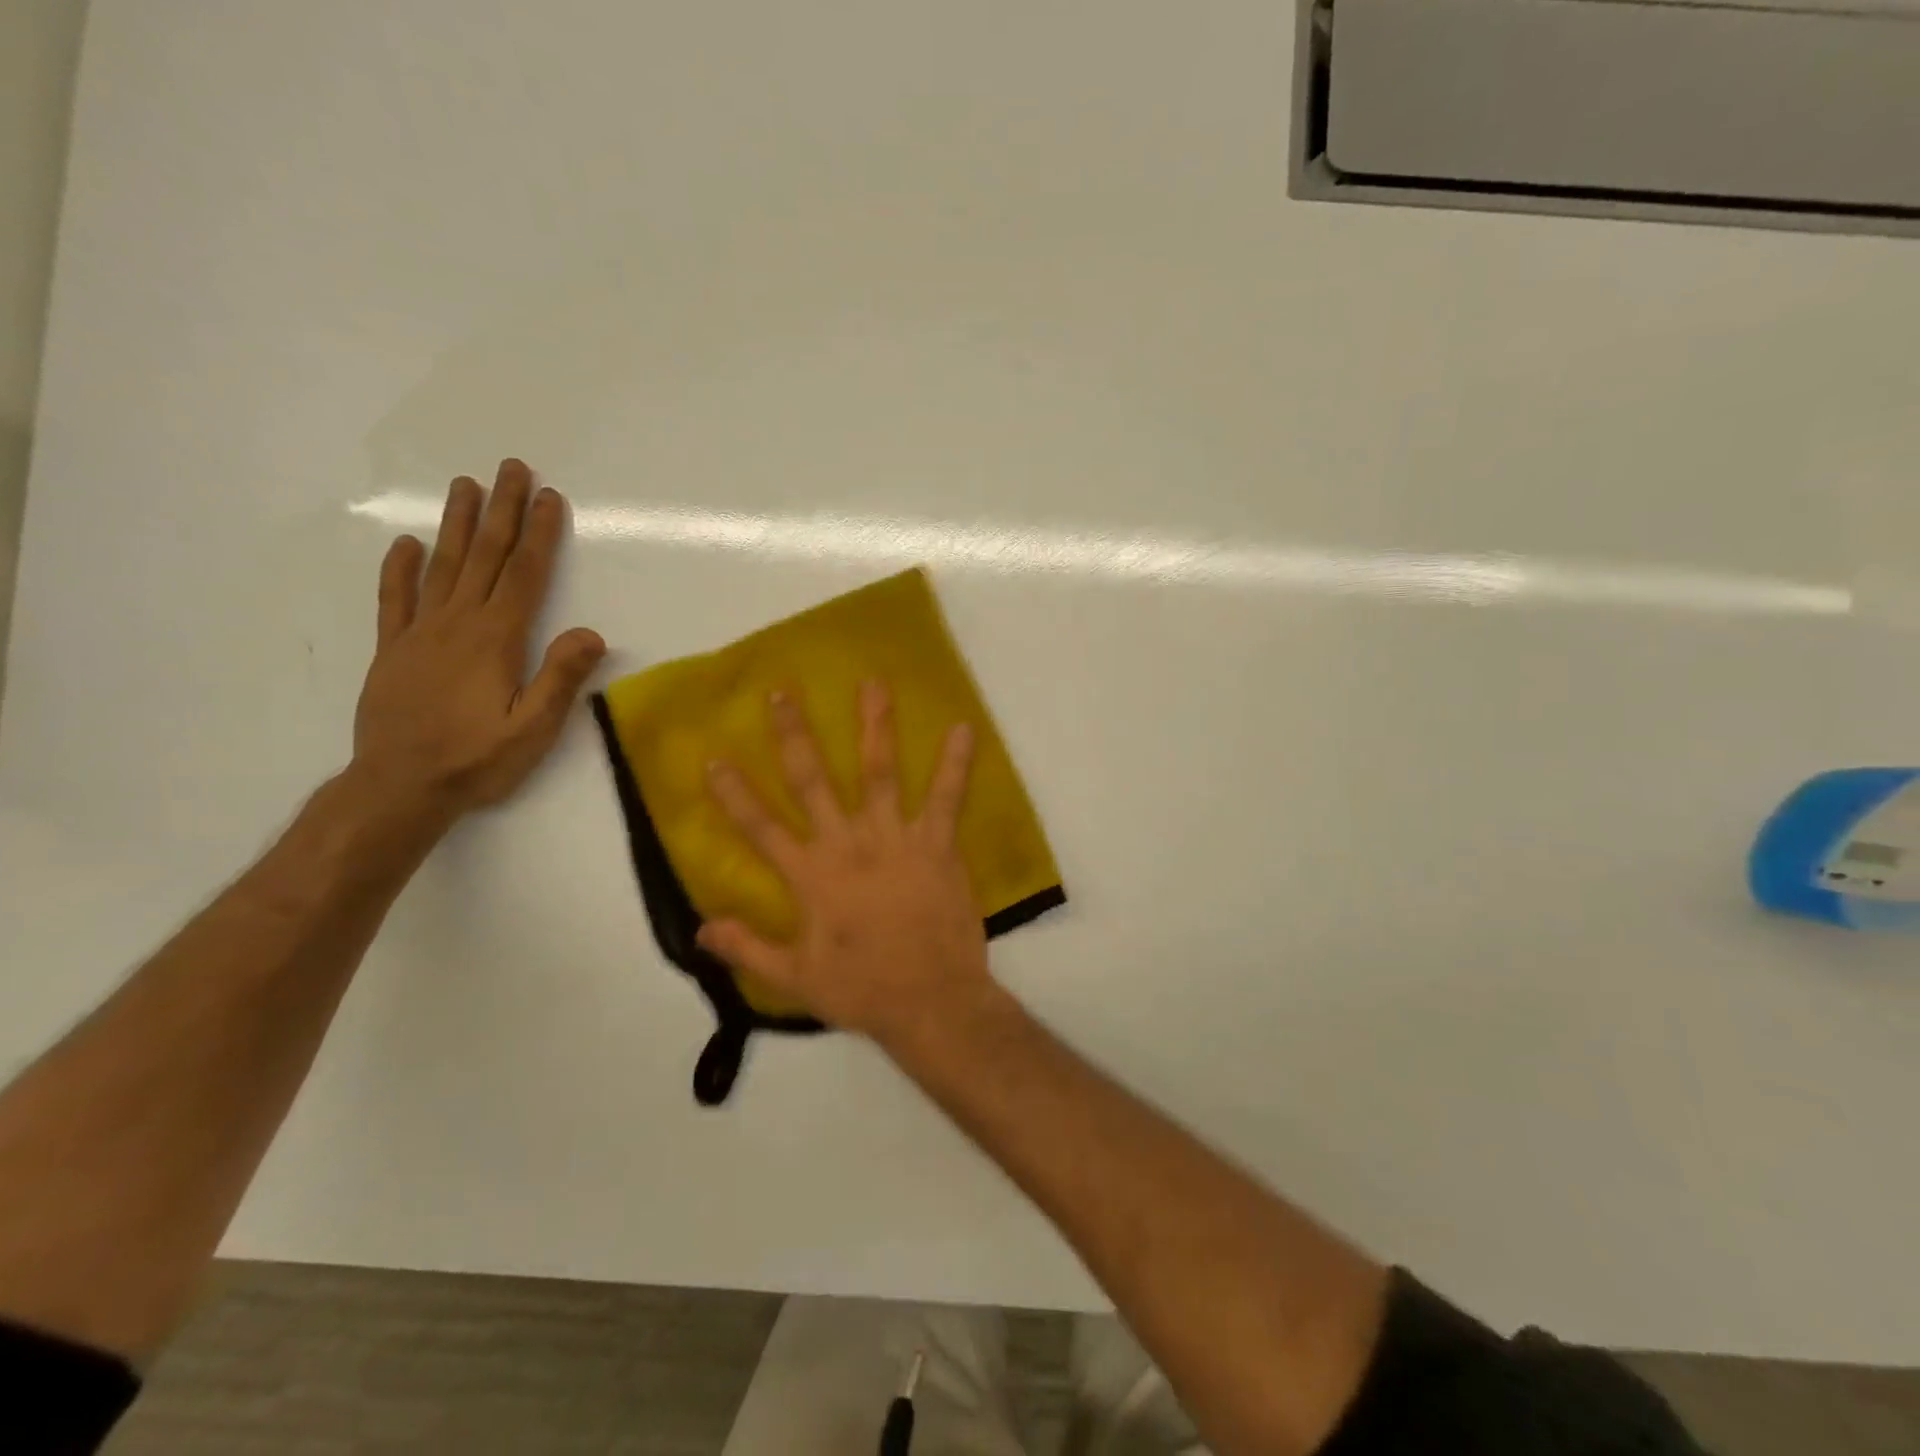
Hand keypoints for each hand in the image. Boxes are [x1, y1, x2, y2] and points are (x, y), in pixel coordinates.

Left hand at [350, 460, 605, 820]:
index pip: (523, 575)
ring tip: (464, 485)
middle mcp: (457, 624)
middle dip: (500, 511)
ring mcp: (419, 634)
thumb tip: (591, 632)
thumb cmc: (477, 759)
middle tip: (509, 467)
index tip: (548, 497)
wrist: (400, 787)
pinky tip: (405, 544)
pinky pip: (394, 600)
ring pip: (441, 567)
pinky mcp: (392, 651)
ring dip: (456, 524)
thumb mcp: (534, 728)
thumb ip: (561, 678)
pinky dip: (399, 569)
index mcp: (496, 639)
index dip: (539, 534)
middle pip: (483, 556)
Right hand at [698, 682, 991, 1044]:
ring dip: (875, 727)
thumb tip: (700, 927)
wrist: (932, 1001)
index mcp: (811, 877)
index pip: (761, 828)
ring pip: (880, 773)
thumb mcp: (795, 979)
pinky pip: (946, 798)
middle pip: (813, 781)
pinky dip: (955, 764)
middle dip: (794, 735)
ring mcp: (895, 840)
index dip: (735, 794)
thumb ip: (747, 948)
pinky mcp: (937, 845)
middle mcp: (848, 845)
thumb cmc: (863, 990)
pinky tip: (963, 728)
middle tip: (782, 693)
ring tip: (872, 683)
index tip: (715, 758)